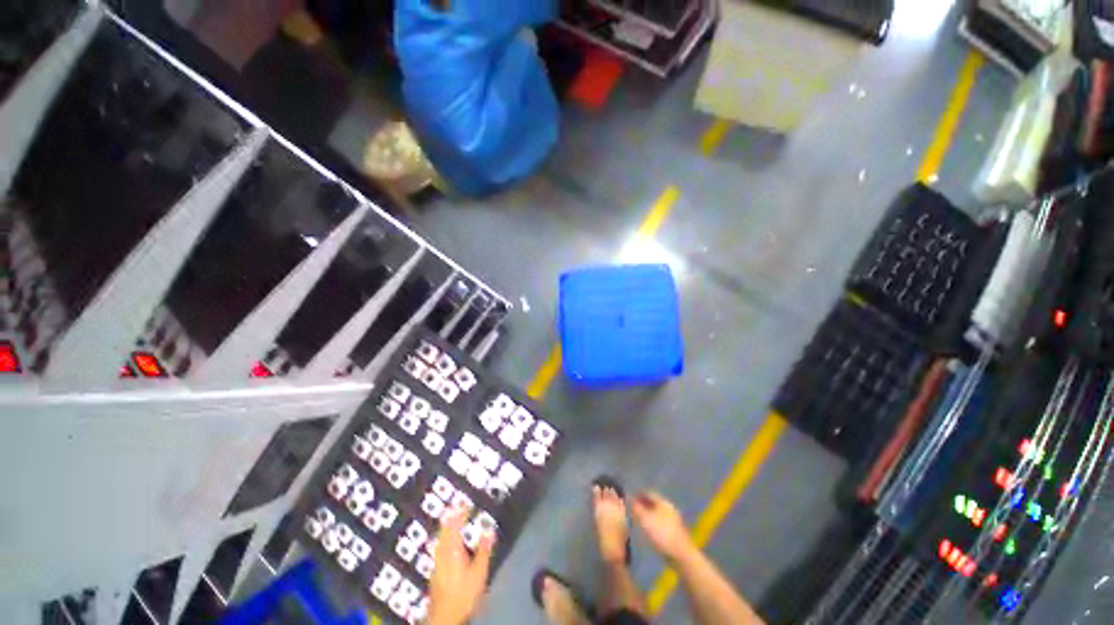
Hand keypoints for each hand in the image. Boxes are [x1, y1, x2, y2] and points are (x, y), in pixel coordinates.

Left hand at [428, 507, 494, 624]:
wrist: (444, 616)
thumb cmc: (463, 593)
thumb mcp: (479, 572)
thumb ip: (484, 550)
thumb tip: (490, 530)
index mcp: (452, 550)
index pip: (454, 525)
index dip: (460, 513)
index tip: (466, 504)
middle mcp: (442, 553)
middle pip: (444, 530)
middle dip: (451, 517)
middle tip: (458, 508)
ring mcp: (437, 562)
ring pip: (440, 538)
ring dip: (447, 527)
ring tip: (454, 521)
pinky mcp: (435, 571)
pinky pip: (440, 547)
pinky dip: (445, 538)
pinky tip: (449, 543)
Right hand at [631, 491, 694, 563]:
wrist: (682, 555)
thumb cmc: (661, 534)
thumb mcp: (644, 520)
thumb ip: (636, 508)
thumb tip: (630, 499)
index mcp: (663, 502)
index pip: (648, 493)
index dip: (638, 494)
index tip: (630, 498)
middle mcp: (670, 508)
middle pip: (654, 502)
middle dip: (643, 504)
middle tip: (634, 509)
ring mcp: (674, 520)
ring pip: (658, 513)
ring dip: (649, 514)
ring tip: (640, 520)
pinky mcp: (676, 531)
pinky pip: (662, 522)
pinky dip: (654, 523)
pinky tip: (650, 531)